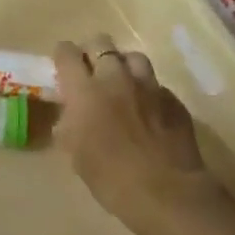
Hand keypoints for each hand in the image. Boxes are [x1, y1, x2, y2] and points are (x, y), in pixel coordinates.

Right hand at [51, 37, 217, 228]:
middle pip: (101, 43)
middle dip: (92, 52)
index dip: (62, 55)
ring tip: (121, 83)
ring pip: (133, 57)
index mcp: (85, 91)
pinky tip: (147, 110)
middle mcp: (116, 78)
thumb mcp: (75, 153)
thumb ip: (69, 125)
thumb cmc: (109, 177)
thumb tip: (71, 114)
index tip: (62, 64)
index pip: (66, 54)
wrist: (164, 191)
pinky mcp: (173, 99)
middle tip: (90, 70)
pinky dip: (147, 91)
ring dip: (123, 65)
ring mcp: (149, 86)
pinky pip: (156, 84)